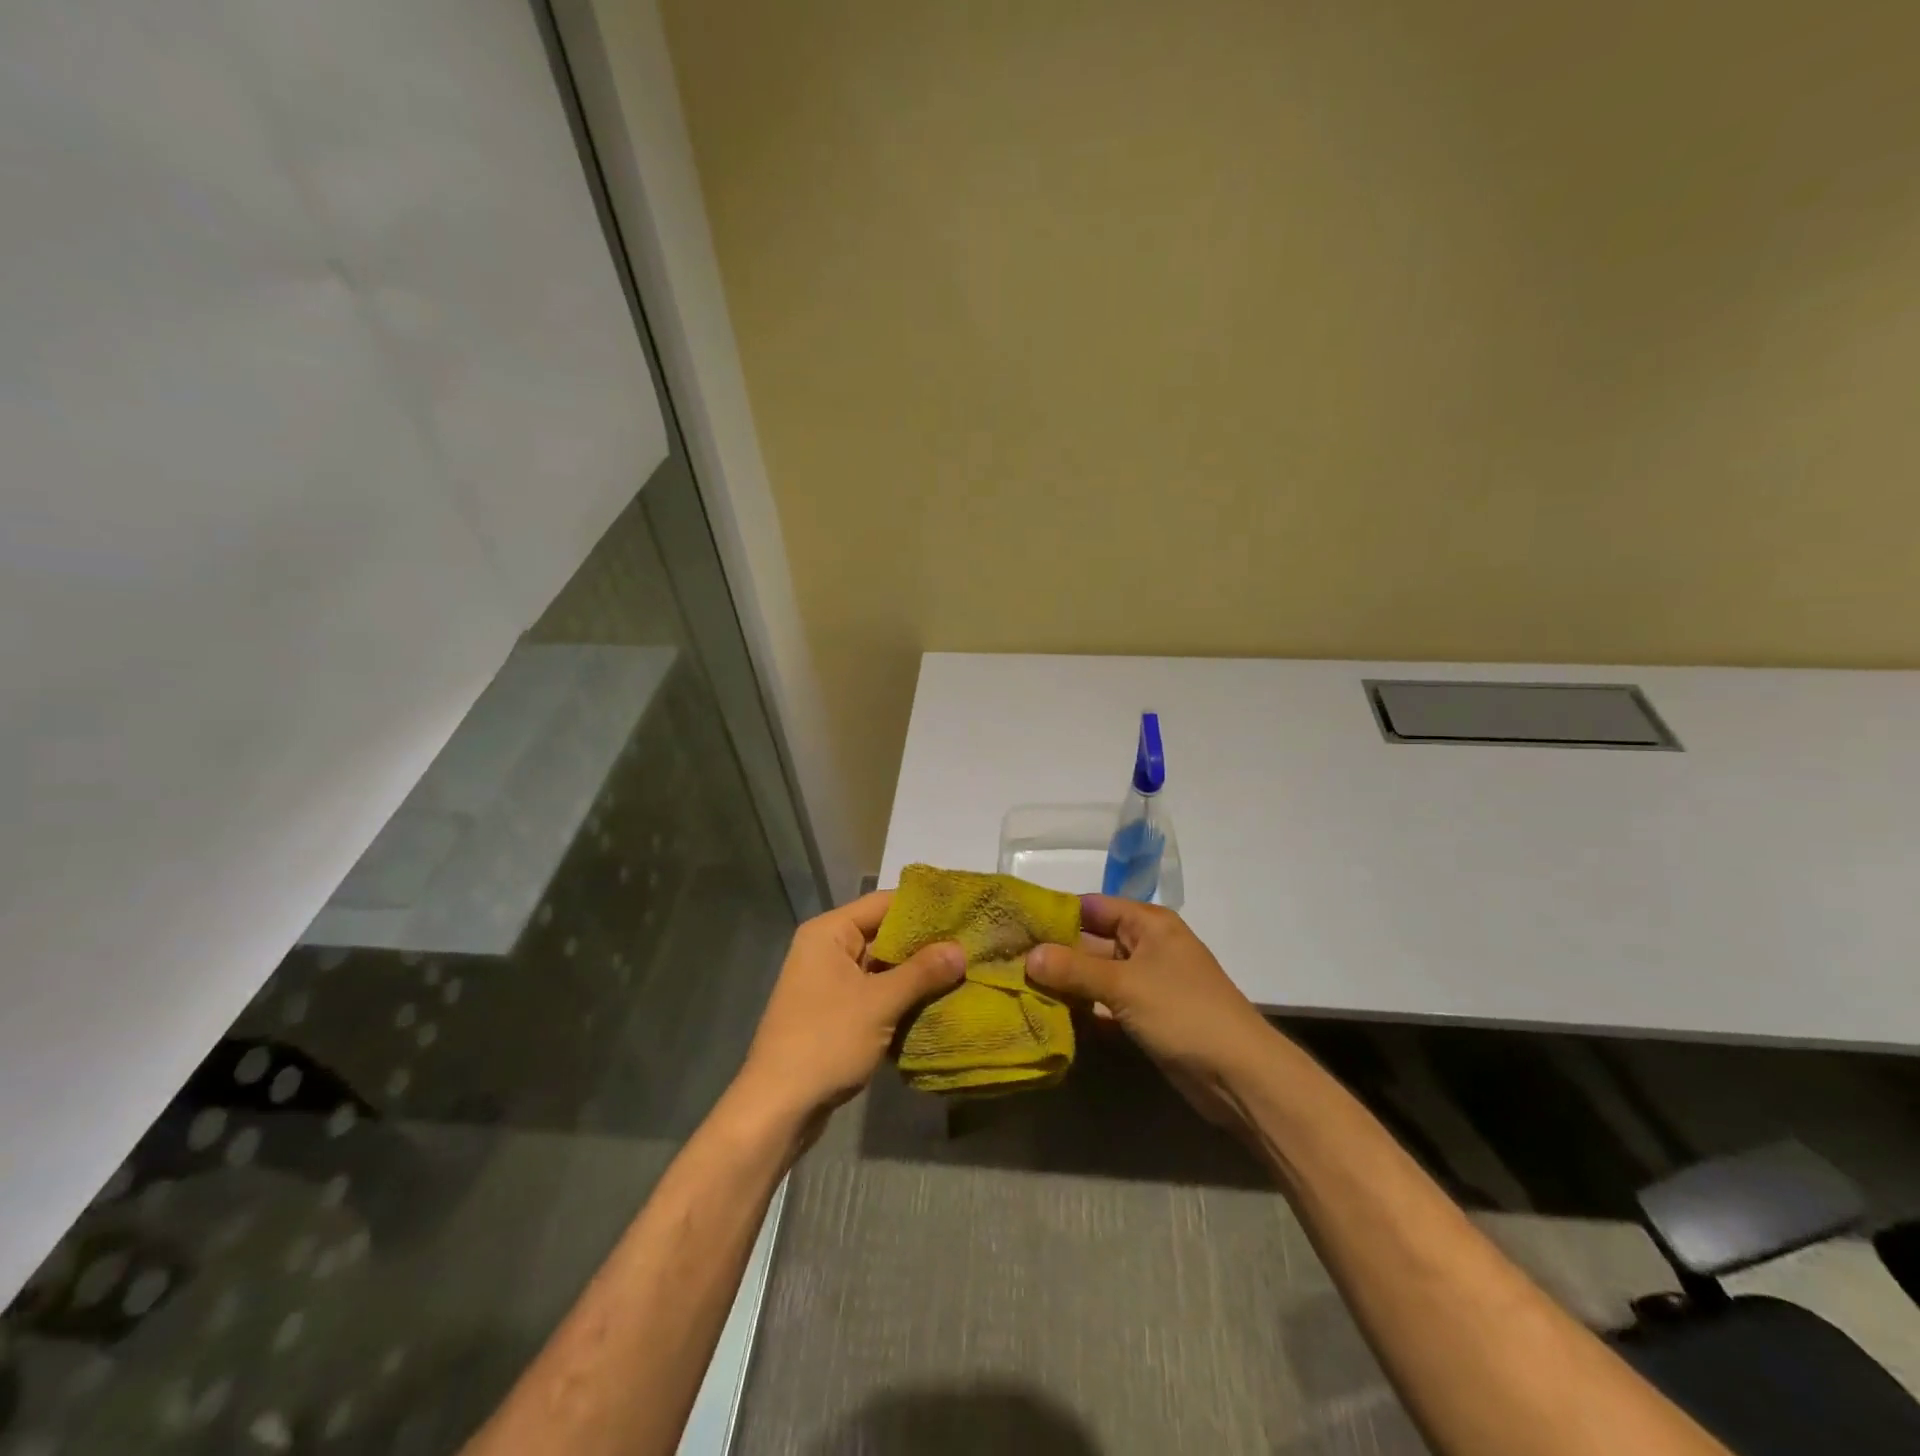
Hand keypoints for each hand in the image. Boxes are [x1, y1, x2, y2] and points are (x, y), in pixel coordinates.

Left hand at [730, 890, 964, 1137]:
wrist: (778, 1107)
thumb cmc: (826, 1041)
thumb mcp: (880, 1003)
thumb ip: (922, 972)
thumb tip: (961, 949)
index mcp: (830, 933)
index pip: (884, 902)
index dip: (923, 907)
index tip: (963, 912)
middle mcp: (827, 949)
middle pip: (884, 934)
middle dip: (924, 944)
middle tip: (969, 946)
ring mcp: (829, 982)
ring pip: (882, 967)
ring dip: (915, 974)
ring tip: (962, 972)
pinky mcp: (834, 1012)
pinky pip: (874, 993)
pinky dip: (900, 997)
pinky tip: (936, 1003)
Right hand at [1026, 895, 1275, 1126]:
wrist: (1240, 1075)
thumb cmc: (1184, 1012)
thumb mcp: (1125, 985)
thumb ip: (1075, 969)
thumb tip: (1028, 955)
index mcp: (1148, 924)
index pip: (1092, 906)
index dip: (1056, 914)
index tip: (1016, 925)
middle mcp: (1146, 947)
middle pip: (1091, 941)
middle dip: (1054, 953)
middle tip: (1007, 961)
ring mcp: (1147, 984)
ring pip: (1096, 976)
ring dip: (1065, 984)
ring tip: (1017, 988)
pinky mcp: (1146, 1017)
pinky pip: (1106, 1005)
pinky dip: (1083, 1010)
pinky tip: (1048, 1017)